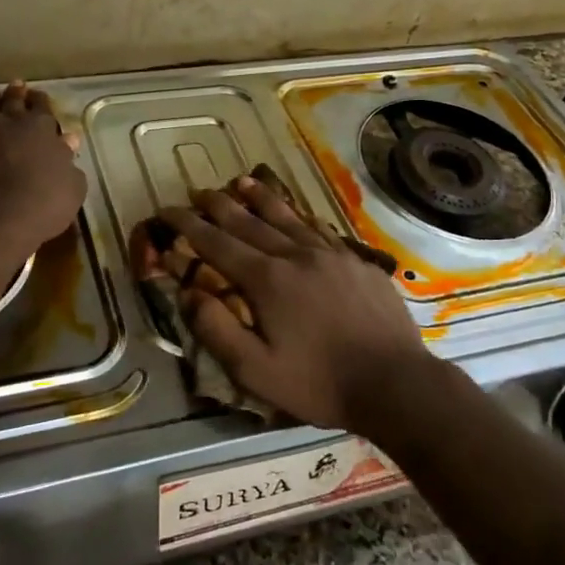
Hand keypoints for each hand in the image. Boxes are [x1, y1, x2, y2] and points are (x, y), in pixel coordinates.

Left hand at [0, 81, 85, 261]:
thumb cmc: (38, 211)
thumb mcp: (71, 190)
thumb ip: (69, 163)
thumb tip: (68, 140)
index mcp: (40, 130)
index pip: (43, 110)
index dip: (41, 104)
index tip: (40, 100)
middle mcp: (7, 122)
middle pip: (13, 102)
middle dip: (17, 94)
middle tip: (17, 87)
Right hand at [161, 178, 432, 431]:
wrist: (396, 383)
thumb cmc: (320, 383)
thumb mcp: (256, 371)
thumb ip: (217, 331)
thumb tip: (188, 293)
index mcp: (267, 280)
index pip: (217, 243)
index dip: (189, 225)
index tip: (168, 210)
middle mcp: (295, 255)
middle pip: (250, 221)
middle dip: (220, 205)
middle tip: (199, 191)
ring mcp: (330, 255)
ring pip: (287, 217)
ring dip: (261, 198)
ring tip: (243, 181)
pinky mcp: (356, 262)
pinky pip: (319, 229)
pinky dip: (299, 216)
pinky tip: (297, 213)